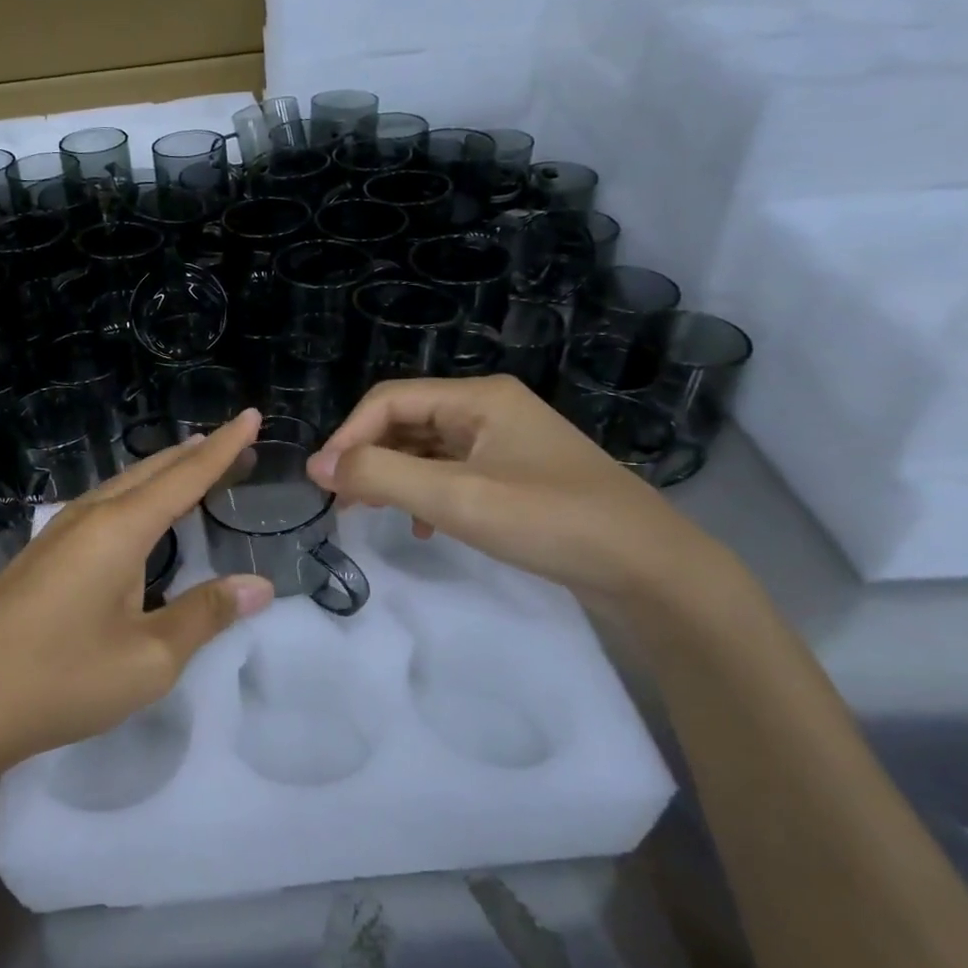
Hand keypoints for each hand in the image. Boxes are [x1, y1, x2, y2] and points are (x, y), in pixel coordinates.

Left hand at [0, 410, 274, 781]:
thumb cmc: (61, 680)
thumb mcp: (148, 658)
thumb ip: (205, 615)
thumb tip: (258, 585)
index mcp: (119, 529)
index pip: (186, 476)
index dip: (224, 448)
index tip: (252, 416)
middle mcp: (88, 516)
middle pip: (152, 471)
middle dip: (197, 455)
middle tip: (236, 445)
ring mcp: (57, 532)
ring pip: (123, 485)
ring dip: (163, 472)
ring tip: (194, 465)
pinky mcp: (41, 554)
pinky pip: (102, 506)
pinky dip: (136, 496)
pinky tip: (137, 514)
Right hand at [307, 375, 726, 610]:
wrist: (650, 569)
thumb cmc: (550, 521)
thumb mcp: (456, 498)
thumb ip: (381, 476)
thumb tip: (318, 466)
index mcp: (479, 398)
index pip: (389, 401)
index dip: (348, 436)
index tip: (322, 482)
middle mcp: (490, 409)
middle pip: (407, 421)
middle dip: (368, 457)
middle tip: (341, 502)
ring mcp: (507, 443)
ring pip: (428, 449)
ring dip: (394, 477)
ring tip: (370, 513)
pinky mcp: (518, 476)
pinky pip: (454, 473)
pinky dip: (427, 494)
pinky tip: (425, 528)